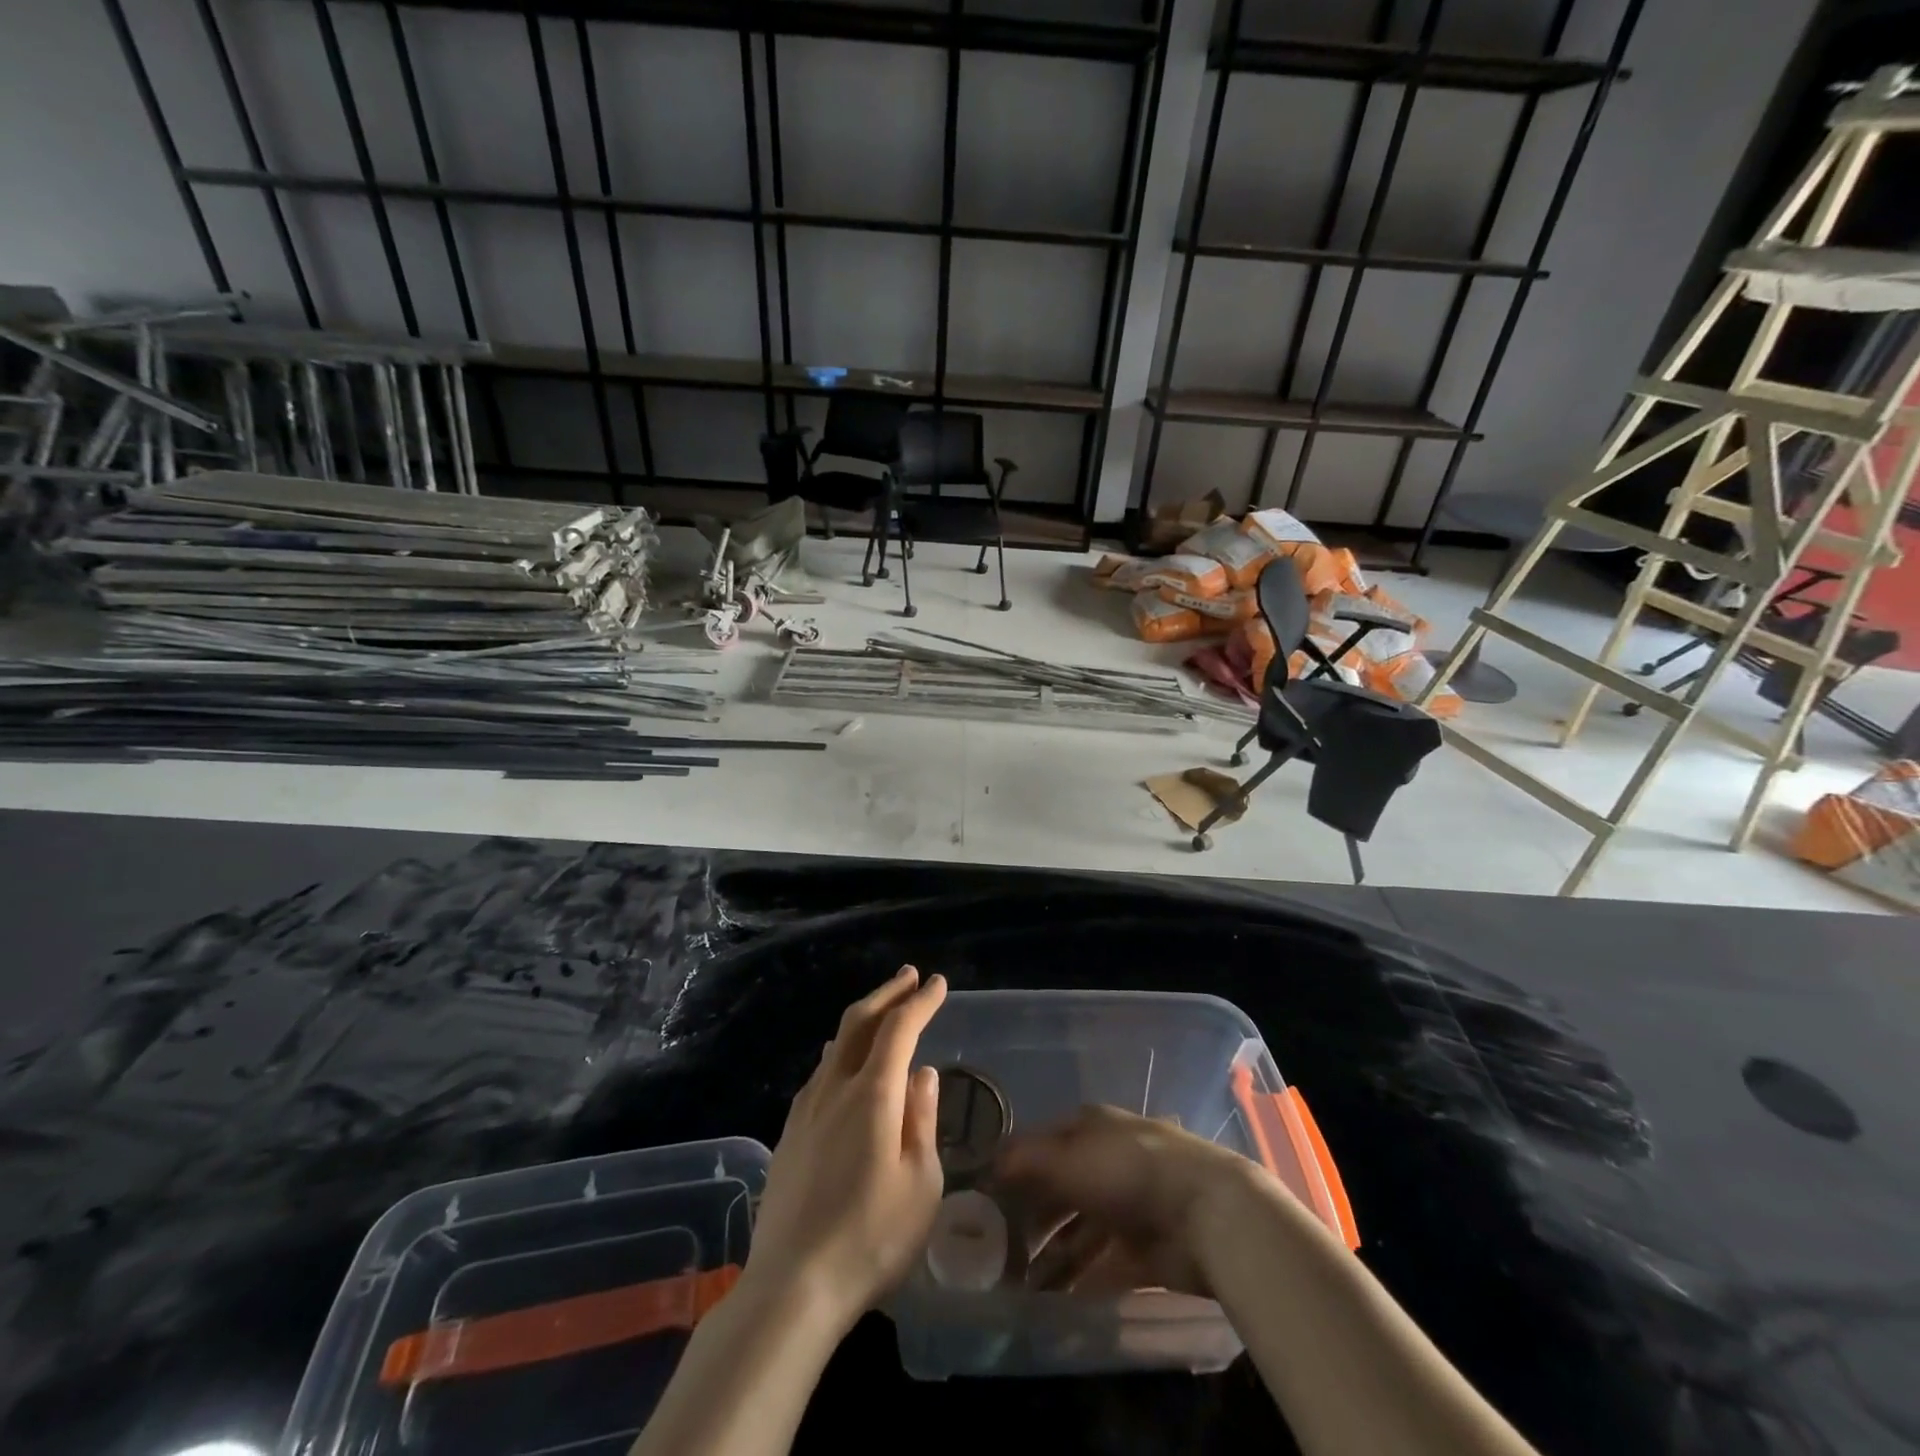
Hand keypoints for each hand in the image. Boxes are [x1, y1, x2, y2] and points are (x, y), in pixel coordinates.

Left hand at [743, 966, 946, 1334]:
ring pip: (836, 1043)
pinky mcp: (790, 1132)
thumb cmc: (870, 1238)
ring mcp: (806, 1108)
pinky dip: (843, 1049)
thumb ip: (921, 1120)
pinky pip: (821, 1071)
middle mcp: (835, 1088)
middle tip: (909, 977)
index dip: (920, 1001)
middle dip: (887, 993)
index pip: (899, 1028)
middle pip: (859, 1022)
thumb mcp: (919, 1184)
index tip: (938, 984)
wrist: (790, 1287)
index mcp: (872, 1094)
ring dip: (863, 1018)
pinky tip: (845, 1062)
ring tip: (882, 1011)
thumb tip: (922, 1074)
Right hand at [992, 1104, 1266, 1297]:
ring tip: (1019, 1288)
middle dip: (1029, 1221)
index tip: (984, 1200)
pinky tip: (1053, 1302)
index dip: (1013, 1169)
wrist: (1206, 1213)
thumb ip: (1025, 1161)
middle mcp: (1106, 1162)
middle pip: (1058, 1191)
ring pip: (1078, 1232)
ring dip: (1050, 1257)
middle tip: (996, 1253)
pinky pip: (1101, 1265)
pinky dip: (1078, 1281)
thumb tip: (989, 1165)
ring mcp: (1127, 1206)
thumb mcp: (1068, 1158)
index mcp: (1090, 1128)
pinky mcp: (1144, 1250)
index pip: (1042, 1144)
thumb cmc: (1128, 1171)